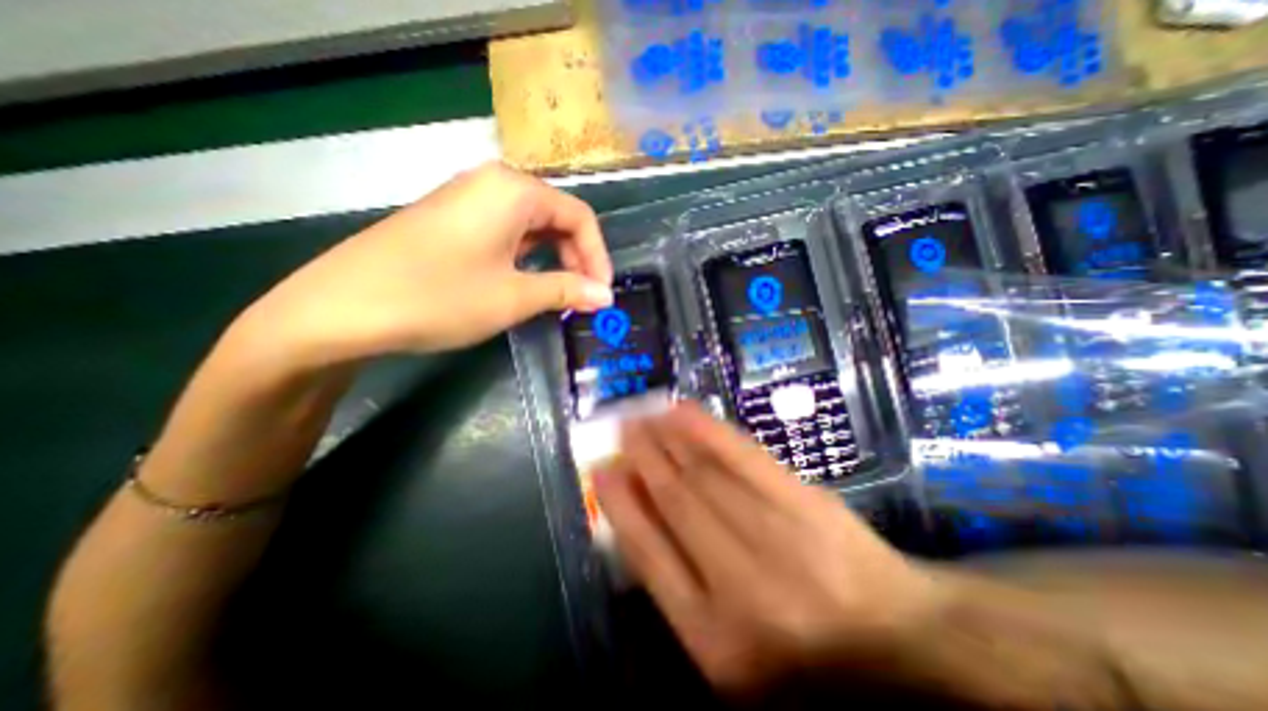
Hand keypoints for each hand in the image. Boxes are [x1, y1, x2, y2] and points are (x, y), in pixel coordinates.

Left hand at [240, 161, 615, 365]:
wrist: (341, 308)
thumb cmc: (440, 297)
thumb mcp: (514, 297)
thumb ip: (567, 290)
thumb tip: (606, 295)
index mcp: (514, 190)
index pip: (579, 217)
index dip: (598, 256)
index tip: (602, 293)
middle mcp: (492, 183)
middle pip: (556, 217)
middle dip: (577, 258)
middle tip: (583, 297)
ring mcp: (467, 199)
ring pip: (530, 226)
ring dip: (553, 259)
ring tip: (559, 295)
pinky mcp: (450, 220)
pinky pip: (505, 233)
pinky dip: (526, 258)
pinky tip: (525, 283)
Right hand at [596, 404, 940, 696]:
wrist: (897, 641)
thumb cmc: (803, 658)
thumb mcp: (728, 653)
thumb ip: (678, 590)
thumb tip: (637, 519)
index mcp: (712, 637)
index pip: (648, 553)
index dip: (620, 504)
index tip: (601, 470)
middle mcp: (739, 582)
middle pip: (676, 501)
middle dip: (641, 458)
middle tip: (621, 429)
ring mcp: (775, 534)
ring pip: (703, 472)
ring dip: (666, 438)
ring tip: (643, 416)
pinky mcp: (803, 499)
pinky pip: (742, 455)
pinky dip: (707, 429)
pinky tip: (683, 412)